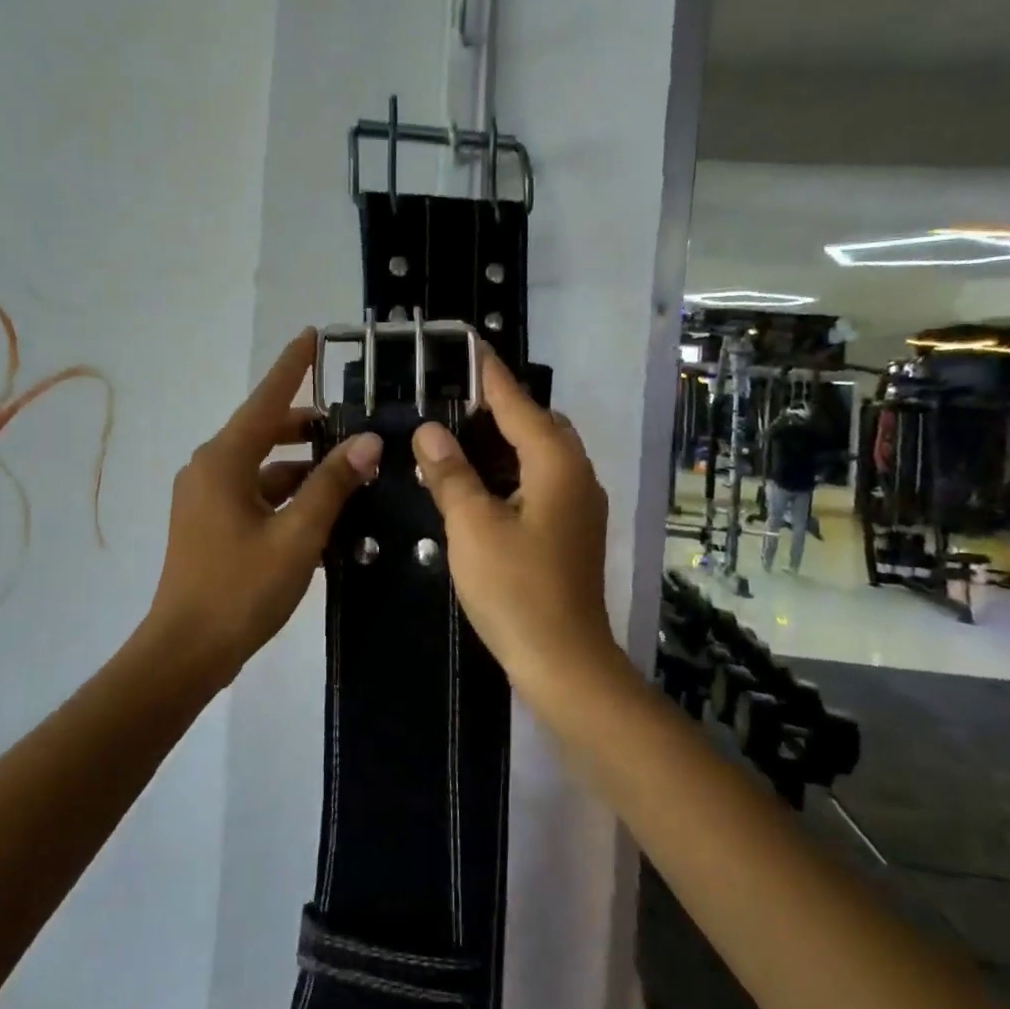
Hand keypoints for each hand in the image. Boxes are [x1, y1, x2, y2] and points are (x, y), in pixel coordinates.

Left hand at [145, 330, 382, 689]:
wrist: (186, 652)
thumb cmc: (241, 588)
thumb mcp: (297, 535)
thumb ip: (332, 484)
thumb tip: (367, 442)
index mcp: (224, 461)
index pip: (266, 400)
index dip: (291, 367)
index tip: (312, 335)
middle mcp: (209, 470)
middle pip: (264, 432)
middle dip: (307, 428)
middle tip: (352, 426)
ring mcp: (205, 499)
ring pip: (262, 468)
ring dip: (302, 470)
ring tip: (350, 476)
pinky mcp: (209, 525)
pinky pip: (254, 496)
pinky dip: (285, 498)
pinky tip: (322, 516)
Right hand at [412, 352, 620, 699]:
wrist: (565, 662)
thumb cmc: (516, 589)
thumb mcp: (472, 527)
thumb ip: (451, 474)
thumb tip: (429, 432)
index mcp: (556, 465)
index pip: (519, 404)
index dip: (491, 375)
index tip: (469, 345)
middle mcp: (577, 476)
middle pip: (539, 424)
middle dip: (500, 407)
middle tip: (453, 398)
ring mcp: (580, 506)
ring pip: (542, 455)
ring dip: (505, 441)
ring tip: (459, 435)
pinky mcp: (572, 531)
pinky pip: (542, 482)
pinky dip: (512, 471)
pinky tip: (480, 484)